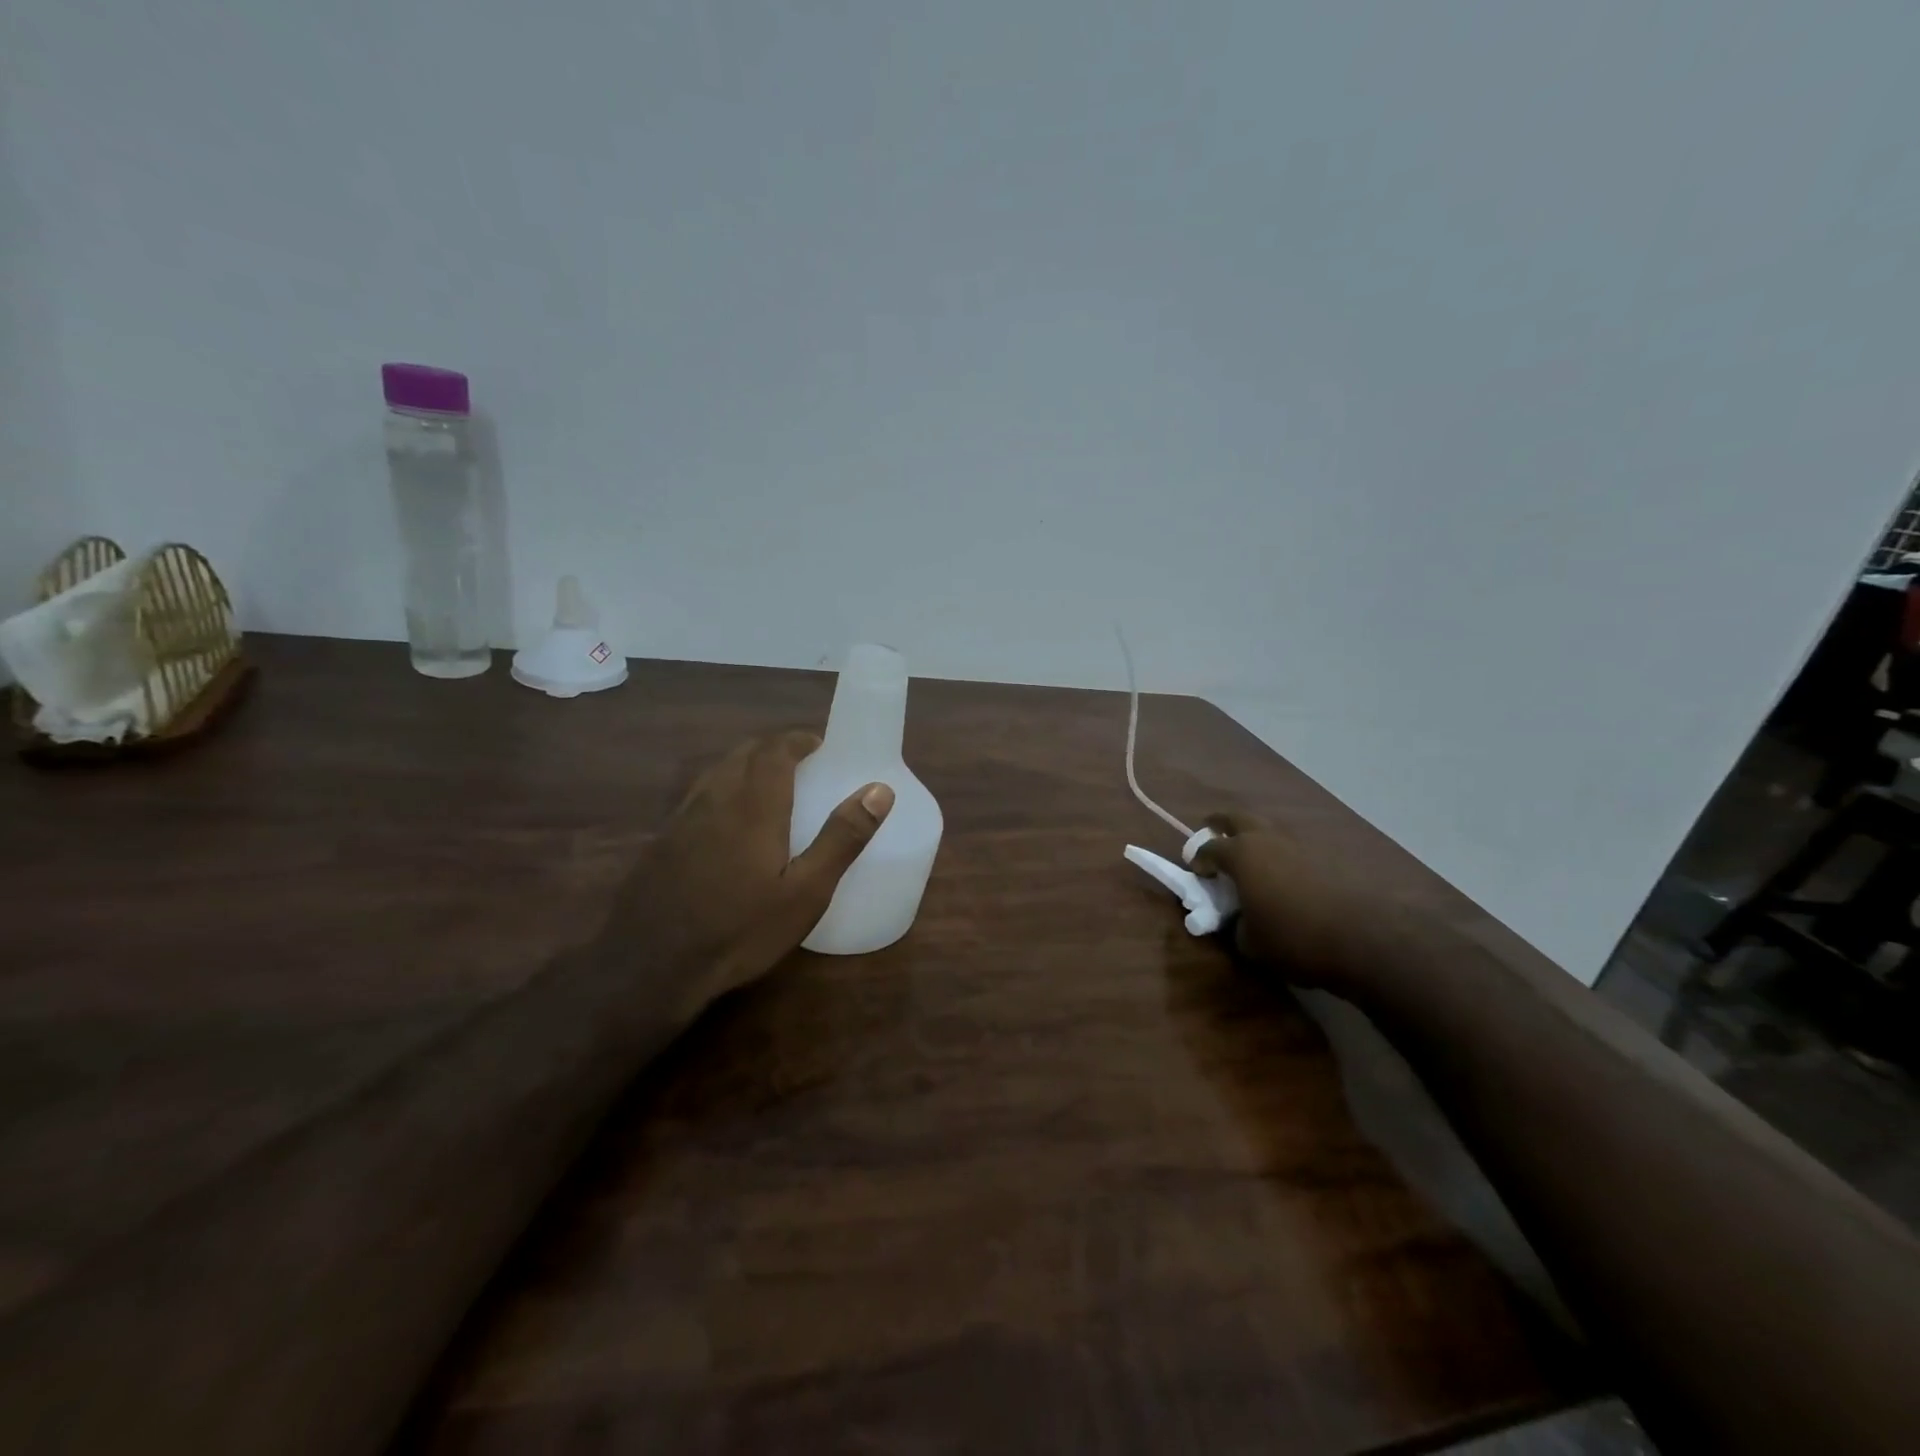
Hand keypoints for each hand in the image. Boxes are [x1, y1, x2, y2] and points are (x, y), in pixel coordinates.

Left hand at [620, 731, 893, 1010]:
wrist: (650, 966)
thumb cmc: (740, 929)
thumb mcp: (806, 892)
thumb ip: (842, 838)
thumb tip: (880, 790)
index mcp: (754, 805)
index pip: (774, 750)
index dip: (797, 740)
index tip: (819, 745)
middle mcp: (715, 799)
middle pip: (743, 754)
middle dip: (773, 749)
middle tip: (801, 764)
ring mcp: (683, 819)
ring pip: (717, 772)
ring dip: (746, 766)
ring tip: (769, 786)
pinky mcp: (663, 841)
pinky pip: (699, 795)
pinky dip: (723, 789)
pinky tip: (729, 823)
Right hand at [1191, 812, 1378, 998]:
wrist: (1363, 940)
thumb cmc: (1294, 938)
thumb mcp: (1251, 943)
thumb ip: (1237, 926)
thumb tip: (1241, 921)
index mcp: (1242, 855)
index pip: (1210, 849)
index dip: (1199, 859)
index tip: (1197, 871)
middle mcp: (1268, 840)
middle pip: (1238, 818)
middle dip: (1221, 823)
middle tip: (1213, 832)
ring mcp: (1300, 845)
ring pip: (1270, 830)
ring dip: (1255, 838)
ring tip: (1252, 859)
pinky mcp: (1327, 858)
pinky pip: (1294, 848)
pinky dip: (1283, 856)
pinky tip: (1285, 877)